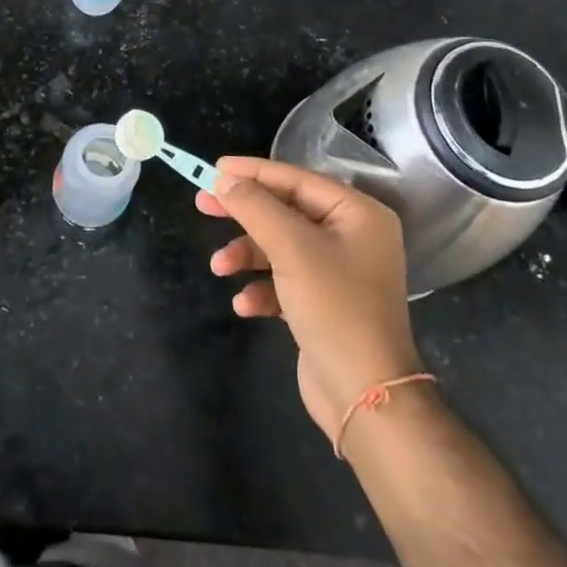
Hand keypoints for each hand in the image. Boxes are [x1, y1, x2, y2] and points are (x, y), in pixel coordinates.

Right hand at [198, 159, 424, 444]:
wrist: (364, 397)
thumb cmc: (334, 308)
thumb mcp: (292, 249)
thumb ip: (256, 207)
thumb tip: (224, 179)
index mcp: (357, 214)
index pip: (297, 179)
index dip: (253, 173)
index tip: (214, 168)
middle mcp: (351, 236)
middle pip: (285, 210)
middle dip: (244, 212)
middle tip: (202, 204)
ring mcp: (338, 271)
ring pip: (280, 246)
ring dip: (247, 254)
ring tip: (219, 267)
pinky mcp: (323, 302)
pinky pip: (284, 280)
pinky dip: (262, 288)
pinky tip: (245, 305)